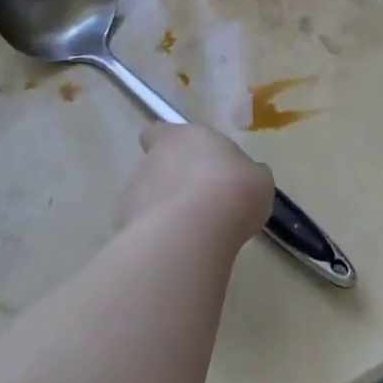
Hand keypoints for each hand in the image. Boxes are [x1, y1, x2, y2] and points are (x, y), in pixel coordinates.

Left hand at [116, 124, 273, 248]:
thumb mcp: (257, 178)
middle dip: (172, 183)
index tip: (188, 161)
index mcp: (182, 137)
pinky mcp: (125, 225)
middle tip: (201, 204)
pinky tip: (178, 250)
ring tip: (192, 233)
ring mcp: (133, 192)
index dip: (170, 145)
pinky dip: (157, 236)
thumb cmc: (233, 190)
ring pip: (146, 198)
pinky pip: (143, 228)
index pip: (160, 132)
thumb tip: (246, 176)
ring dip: (163, 211)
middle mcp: (152, 159)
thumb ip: (245, 173)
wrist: (195, 231)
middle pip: (155, 167)